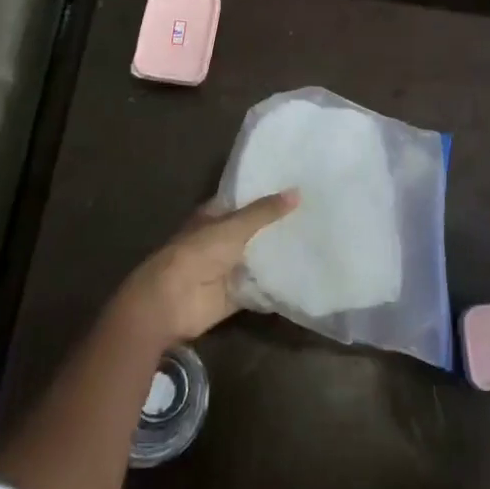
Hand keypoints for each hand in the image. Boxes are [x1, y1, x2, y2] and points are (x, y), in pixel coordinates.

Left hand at [111, 191, 298, 349]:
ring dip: (278, 255)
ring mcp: (228, 269)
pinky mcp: (235, 295)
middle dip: (277, 225)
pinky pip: (260, 287)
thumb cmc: (198, 253)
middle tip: (314, 214)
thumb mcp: (234, 226)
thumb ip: (264, 212)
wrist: (173, 301)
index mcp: (214, 217)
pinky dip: (277, 284)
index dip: (265, 195)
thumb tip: (297, 192)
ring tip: (316, 241)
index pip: (243, 201)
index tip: (295, 187)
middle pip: (254, 231)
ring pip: (258, 258)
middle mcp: (221, 240)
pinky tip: (304, 275)